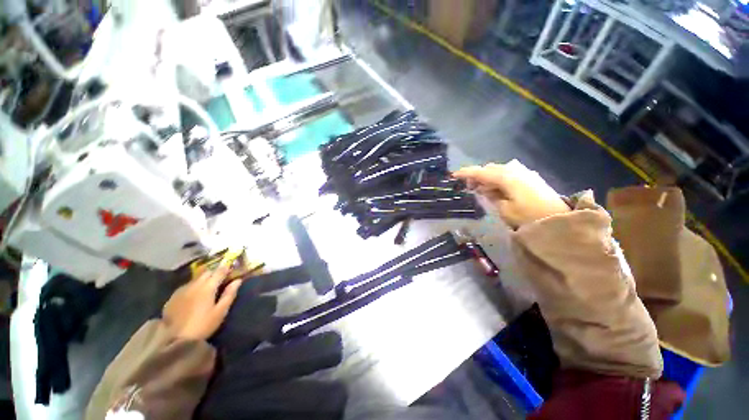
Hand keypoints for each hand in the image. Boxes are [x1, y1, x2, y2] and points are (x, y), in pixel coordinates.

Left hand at [162, 258, 241, 340]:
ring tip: (207, 287)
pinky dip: (193, 287)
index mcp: (208, 287)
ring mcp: (182, 290)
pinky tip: (193, 296)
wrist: (175, 339)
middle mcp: (195, 284)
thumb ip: (229, 294)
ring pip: (195, 279)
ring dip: (203, 280)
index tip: (232, 268)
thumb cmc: (203, 325)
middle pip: (206, 272)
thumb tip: (238, 280)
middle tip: (220, 279)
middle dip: (214, 273)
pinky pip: (186, 287)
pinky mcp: (173, 297)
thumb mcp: (220, 311)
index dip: (227, 268)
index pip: (219, 271)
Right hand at [453, 160, 569, 227]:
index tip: (453, 175)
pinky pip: (507, 174)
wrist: (559, 219)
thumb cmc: (528, 216)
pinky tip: (496, 189)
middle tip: (468, 186)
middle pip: (489, 169)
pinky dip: (498, 179)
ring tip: (481, 189)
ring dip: (487, 177)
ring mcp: (524, 173)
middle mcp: (514, 170)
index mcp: (506, 177)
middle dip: (477, 175)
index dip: (466, 173)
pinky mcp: (529, 178)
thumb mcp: (504, 209)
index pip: (481, 172)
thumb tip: (484, 189)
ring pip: (498, 171)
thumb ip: (491, 196)